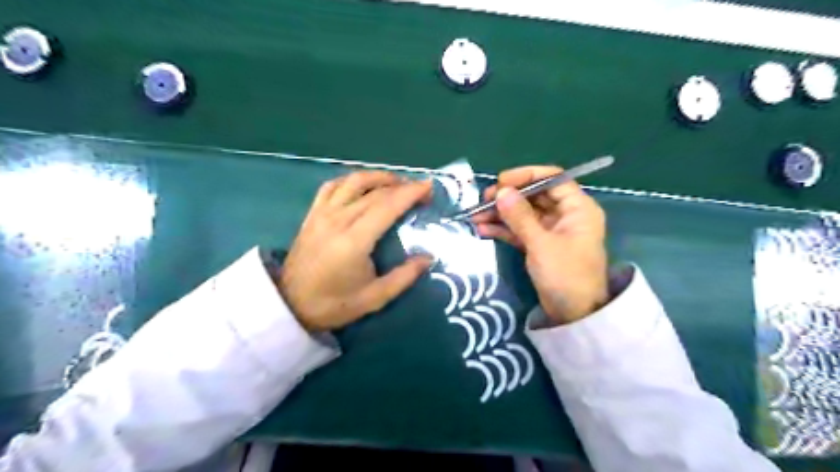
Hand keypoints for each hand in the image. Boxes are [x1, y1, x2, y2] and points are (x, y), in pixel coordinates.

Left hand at [279, 169, 432, 331]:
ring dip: (378, 177)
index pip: (387, 206)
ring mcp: (322, 214)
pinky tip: (362, 186)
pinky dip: (351, 180)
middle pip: (374, 192)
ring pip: (353, 182)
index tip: (429, 187)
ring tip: (396, 182)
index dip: (410, 193)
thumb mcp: (374, 298)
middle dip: (402, 186)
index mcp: (354, 241)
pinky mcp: (312, 214)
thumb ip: (404, 277)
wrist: (290, 305)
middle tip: (420, 191)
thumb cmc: (334, 304)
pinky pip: (332, 186)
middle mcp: (338, 220)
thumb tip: (428, 258)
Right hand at [476, 166, 607, 323]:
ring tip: (475, 216)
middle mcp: (566, 215)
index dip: (527, 176)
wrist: (574, 316)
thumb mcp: (541, 244)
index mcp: (578, 208)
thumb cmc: (565, 276)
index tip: (501, 181)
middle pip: (535, 196)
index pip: (553, 179)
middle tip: (482, 200)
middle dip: (508, 197)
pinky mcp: (540, 245)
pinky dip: (503, 230)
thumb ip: (520, 216)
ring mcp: (551, 231)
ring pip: (524, 214)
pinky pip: (520, 231)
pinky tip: (483, 230)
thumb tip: (501, 191)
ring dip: (500, 214)